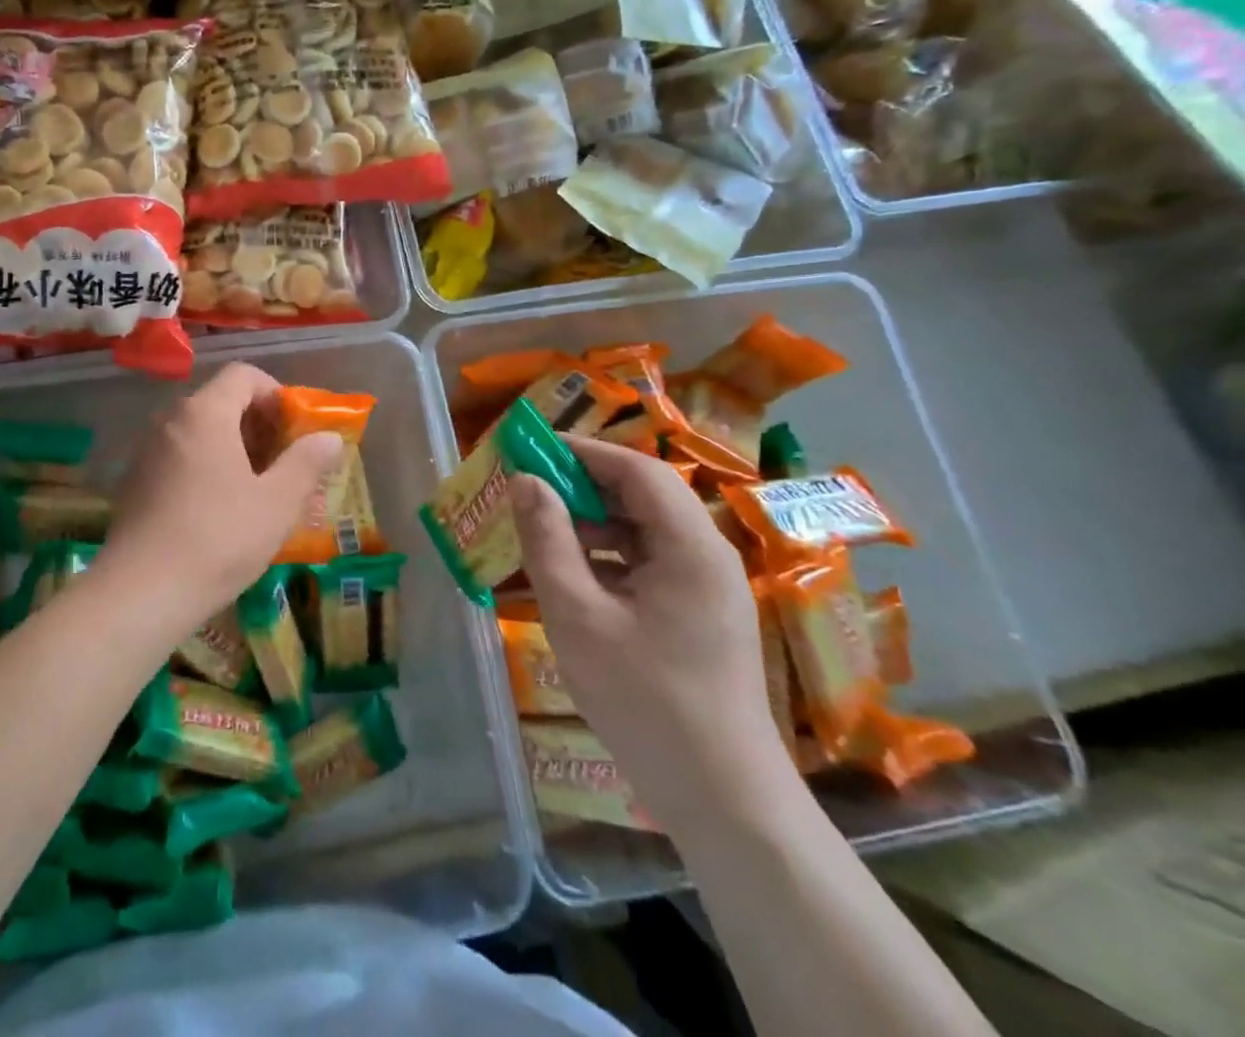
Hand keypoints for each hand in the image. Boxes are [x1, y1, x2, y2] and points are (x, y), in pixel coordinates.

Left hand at [102, 363, 343, 628]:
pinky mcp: (135, 480)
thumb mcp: (277, 503)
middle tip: (284, 464)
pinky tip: (219, 509)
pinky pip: (179, 455)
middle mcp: (171, 419)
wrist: (141, 593)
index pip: (244, 375)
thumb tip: (329, 437)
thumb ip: (306, 462)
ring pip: (200, 431)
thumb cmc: (219, 539)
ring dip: (233, 448)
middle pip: (221, 401)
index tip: (296, 431)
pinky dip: (206, 466)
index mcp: (205, 412)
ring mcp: (147, 449)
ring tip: (257, 489)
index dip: (276, 394)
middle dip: (258, 425)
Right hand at [510, 437, 798, 833]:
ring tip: (539, 534)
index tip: (532, 447)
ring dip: (591, 524)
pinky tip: (569, 577)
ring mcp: (706, 587)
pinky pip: (648, 565)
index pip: (637, 470)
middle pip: (642, 496)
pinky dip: (607, 559)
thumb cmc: (646, 702)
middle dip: (582, 486)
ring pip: (642, 531)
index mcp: (691, 546)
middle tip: (527, 489)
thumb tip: (525, 481)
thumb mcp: (578, 616)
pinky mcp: (699, 615)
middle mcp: (707, 555)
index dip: (584, 451)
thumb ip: (548, 541)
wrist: (723, 801)